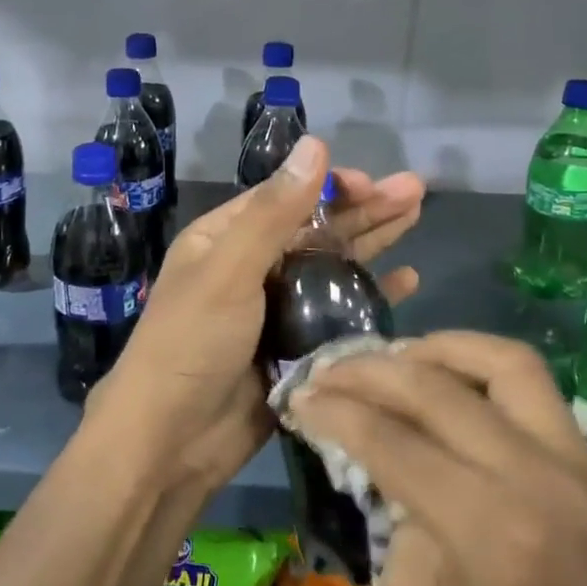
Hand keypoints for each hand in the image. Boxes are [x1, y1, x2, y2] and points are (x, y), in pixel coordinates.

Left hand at [84, 136, 424, 512]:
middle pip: (317, 229)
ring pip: (333, 266)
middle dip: (364, 209)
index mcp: (226, 239)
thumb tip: (314, 143)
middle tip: (415, 191)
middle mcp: (252, 267)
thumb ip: (275, 212)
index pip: (286, 198)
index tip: (373, 183)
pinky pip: (340, 312)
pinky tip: (408, 281)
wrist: (170, 442)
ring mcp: (277, 309)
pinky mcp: (297, 347)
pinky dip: (372, 295)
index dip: (331, 186)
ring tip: (416, 217)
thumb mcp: (228, 269)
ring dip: (373, 243)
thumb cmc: (191, 343)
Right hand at [290, 332, 586, 585]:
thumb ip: (398, 524)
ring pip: (503, 362)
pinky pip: (534, 388)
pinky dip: (481, 369)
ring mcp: (579, 466)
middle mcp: (539, 480)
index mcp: (491, 534)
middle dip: (370, 371)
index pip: (393, 442)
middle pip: (437, 389)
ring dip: (437, 348)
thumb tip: (385, 465)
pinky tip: (448, 381)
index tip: (299, 397)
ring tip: (394, 359)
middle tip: (329, 372)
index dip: (335, 411)